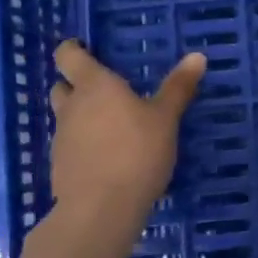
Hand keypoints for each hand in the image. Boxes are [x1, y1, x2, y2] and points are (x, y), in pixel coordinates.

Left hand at [49, 41, 204, 221]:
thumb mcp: (165, 118)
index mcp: (95, 86)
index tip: (83, 48)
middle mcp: (72, 107)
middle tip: (103, 90)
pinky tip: (106, 158)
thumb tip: (197, 55)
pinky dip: (83, 146)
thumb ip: (178, 87)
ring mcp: (62, 139)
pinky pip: (70, 146)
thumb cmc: (136, 152)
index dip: (72, 50)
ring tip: (110, 126)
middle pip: (62, 87)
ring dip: (81, 117)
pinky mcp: (60, 168)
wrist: (101, 209)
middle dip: (76, 85)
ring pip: (66, 118)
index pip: (68, 56)